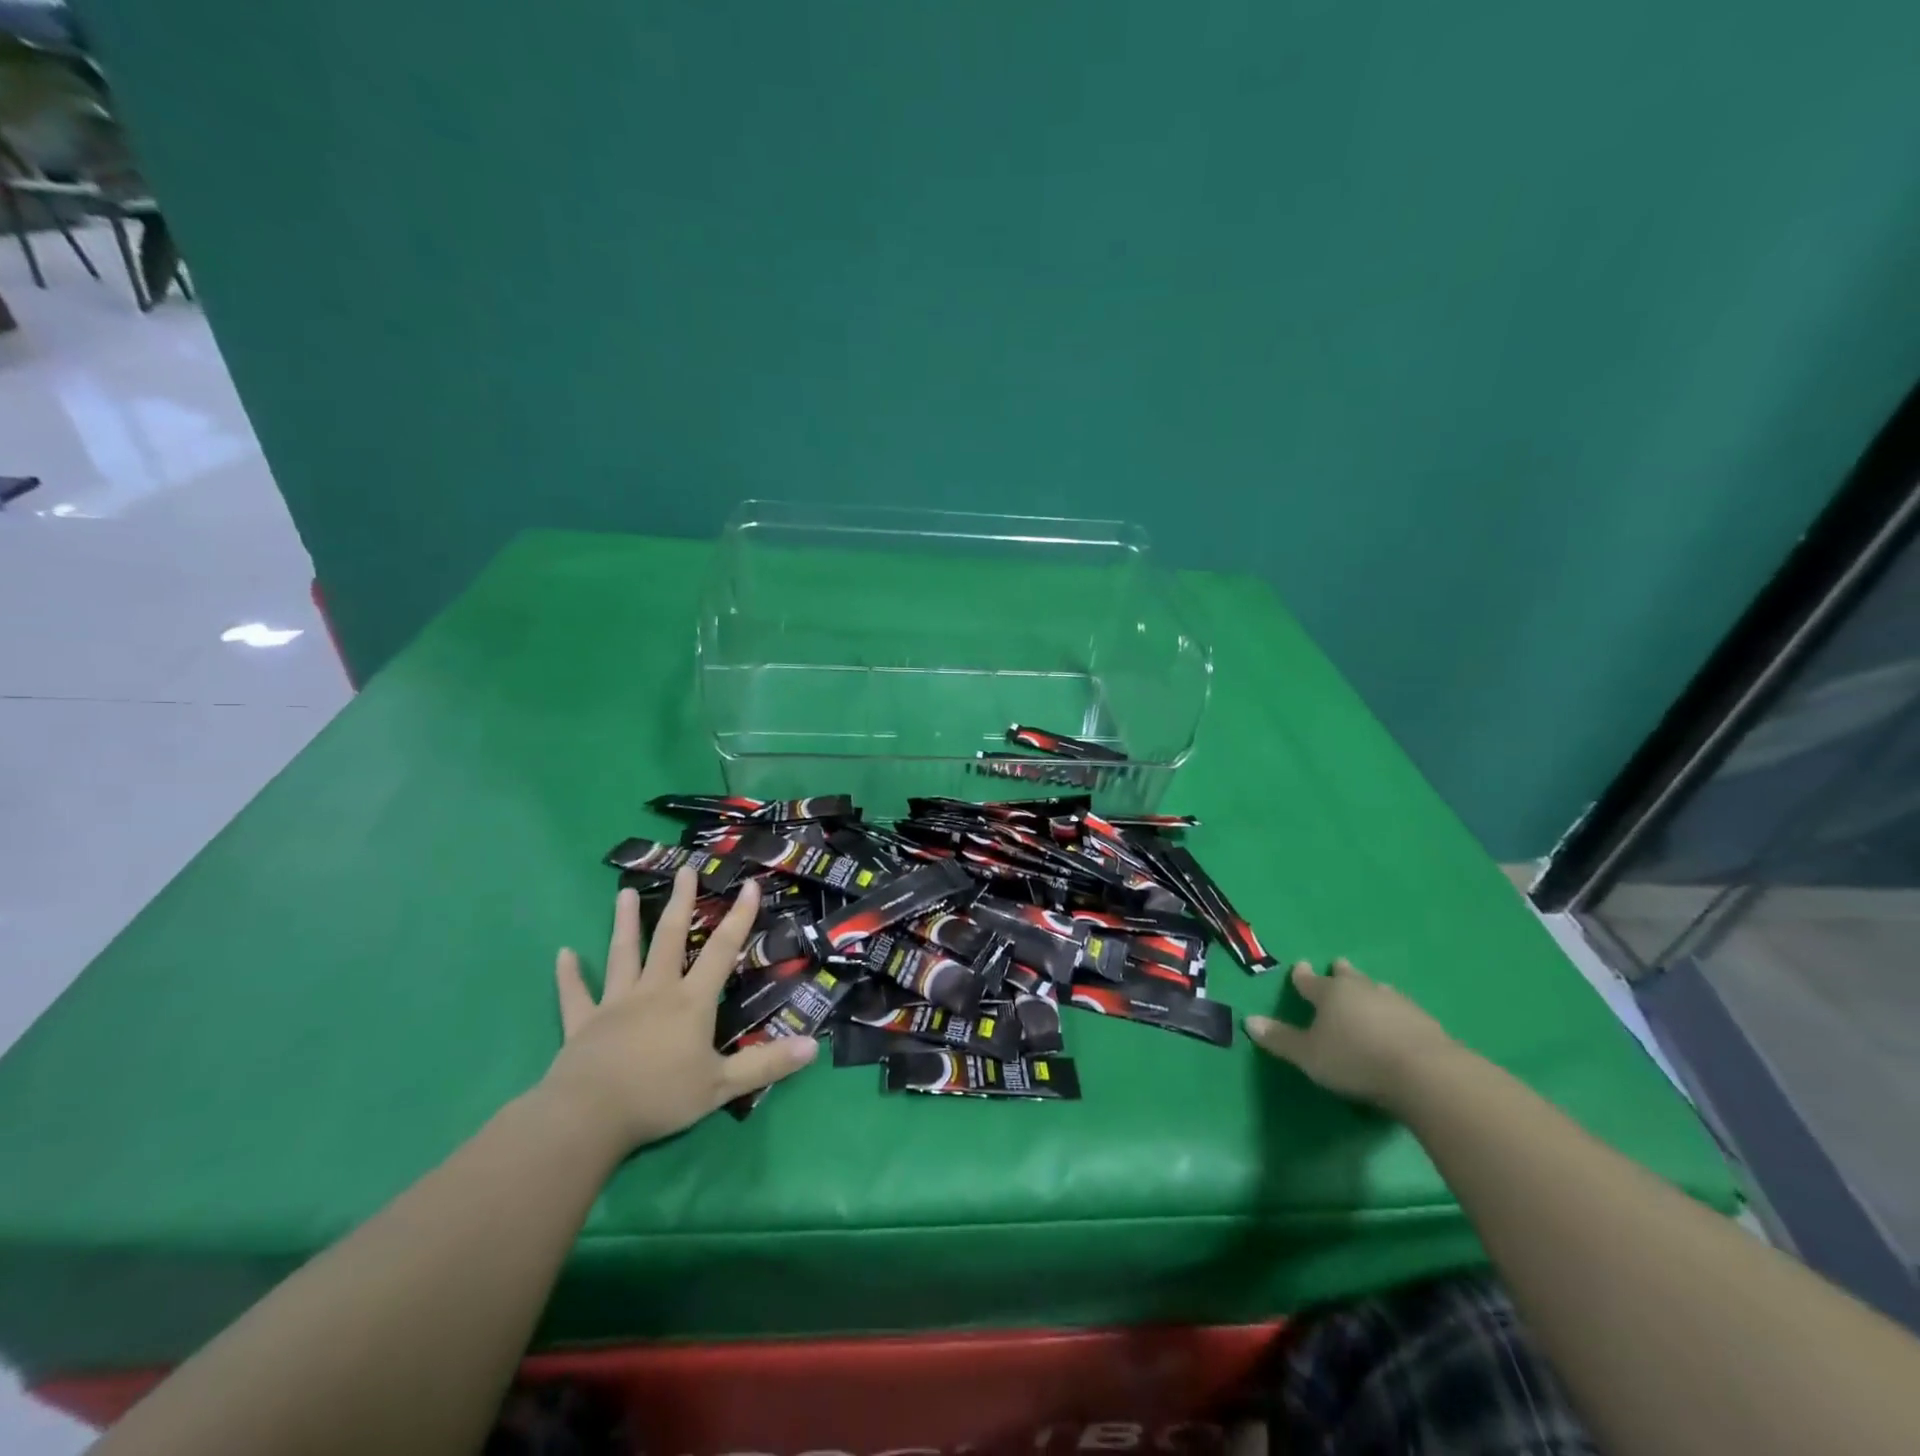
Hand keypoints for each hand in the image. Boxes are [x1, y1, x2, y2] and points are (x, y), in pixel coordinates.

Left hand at [541, 870, 815, 1153]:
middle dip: (681, 902)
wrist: (588, 1117)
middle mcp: (655, 991)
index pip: (722, 950)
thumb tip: (814, 1046)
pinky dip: (570, 975)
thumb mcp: (722, 1086)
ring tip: (625, 893)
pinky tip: (564, 954)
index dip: (739, 918)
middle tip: (685, 870)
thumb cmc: (660, 1097)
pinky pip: (576, 995)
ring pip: (623, 955)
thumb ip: (766, 1065)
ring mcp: (615, 1004)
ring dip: (625, 923)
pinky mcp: (583, 1024)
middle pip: (670, 938)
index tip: (749, 885)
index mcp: (691, 1001)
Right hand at [1243, 958, 1454, 1109]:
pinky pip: (1402, 1010)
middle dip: (1341, 972)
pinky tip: (1398, 1020)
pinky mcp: (1425, 1022)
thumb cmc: (1356, 1060)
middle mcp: (1362, 991)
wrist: (1426, 1074)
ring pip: (1378, 990)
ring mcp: (1397, 1003)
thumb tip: (1248, 1021)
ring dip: (1370, 990)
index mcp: (1330, 994)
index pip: (1309, 981)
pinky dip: (1394, 1012)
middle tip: (1339, 965)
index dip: (1302, 975)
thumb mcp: (1309, 1056)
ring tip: (1370, 990)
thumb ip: (1280, 1039)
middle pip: (1348, 978)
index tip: (1299, 966)